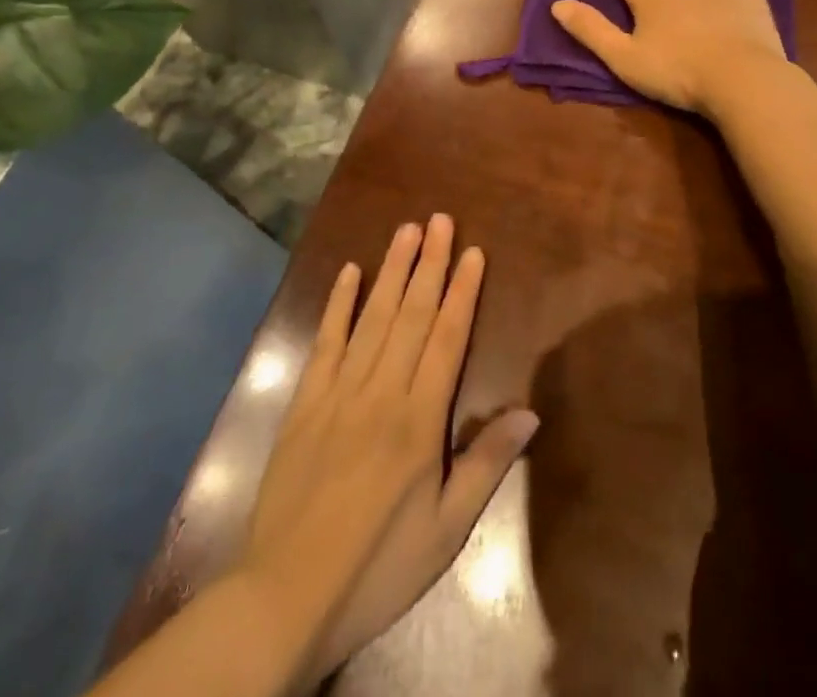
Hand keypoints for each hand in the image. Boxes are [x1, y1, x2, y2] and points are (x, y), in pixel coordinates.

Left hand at [241, 215, 538, 686]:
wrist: (285, 598)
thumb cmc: (378, 566)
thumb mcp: (447, 530)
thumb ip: (487, 464)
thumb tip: (531, 411)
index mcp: (419, 419)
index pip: (447, 338)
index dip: (462, 291)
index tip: (472, 251)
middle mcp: (381, 391)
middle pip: (412, 315)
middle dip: (429, 263)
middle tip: (440, 219)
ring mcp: (338, 392)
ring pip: (372, 318)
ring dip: (391, 270)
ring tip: (407, 230)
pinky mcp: (304, 403)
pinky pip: (325, 342)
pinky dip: (337, 304)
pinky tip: (348, 272)